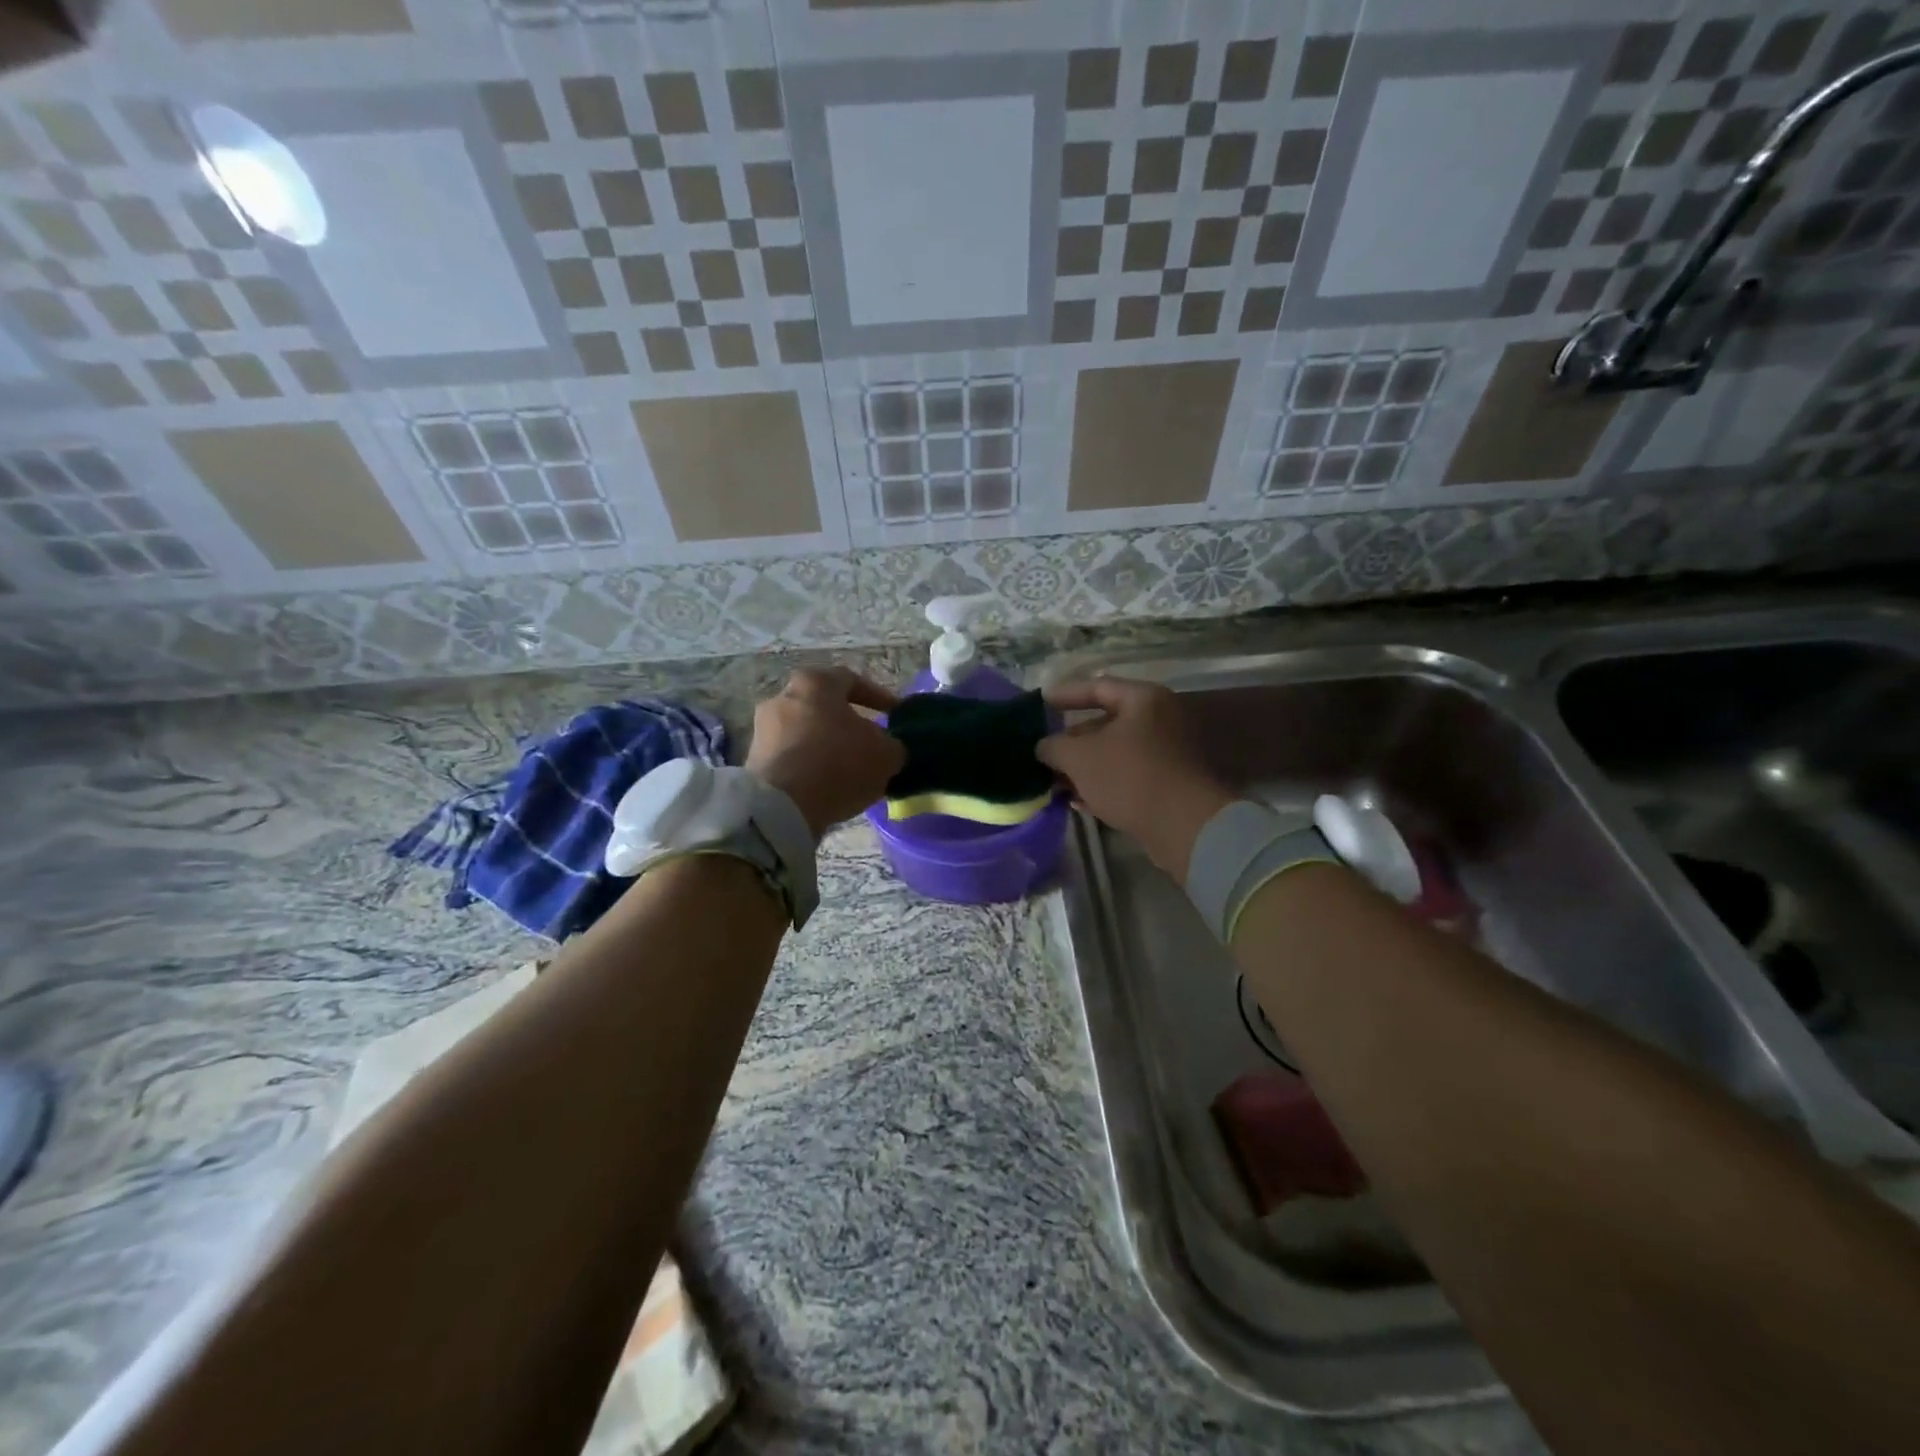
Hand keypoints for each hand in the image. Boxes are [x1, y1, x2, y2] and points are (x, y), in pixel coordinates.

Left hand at [745, 667, 905, 839]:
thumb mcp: (885, 755)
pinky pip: (790, 756)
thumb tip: (886, 747)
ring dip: (826, 746)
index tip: (894, 714)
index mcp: (815, 683)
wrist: (782, 807)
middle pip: (823, 706)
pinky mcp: (753, 760)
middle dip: (848, 722)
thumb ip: (891, 744)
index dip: (878, 696)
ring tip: (848, 769)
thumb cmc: (838, 764)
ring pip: (805, 731)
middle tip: (869, 742)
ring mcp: (763, 729)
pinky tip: (825, 785)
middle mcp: (783, 697)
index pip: (851, 680)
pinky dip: (808, 765)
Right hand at [1037, 677, 1231, 881]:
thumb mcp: (1079, 757)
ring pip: (1115, 753)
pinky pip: (1127, 776)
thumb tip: (1043, 747)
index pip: (1097, 686)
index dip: (1065, 694)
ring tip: (1054, 781)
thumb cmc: (1130, 776)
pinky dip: (1102, 784)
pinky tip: (1078, 801)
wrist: (1184, 826)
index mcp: (1143, 700)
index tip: (1039, 703)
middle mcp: (1160, 719)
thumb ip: (1054, 746)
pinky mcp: (1168, 784)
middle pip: (1106, 722)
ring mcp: (1167, 753)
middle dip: (1072, 740)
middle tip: (1043, 751)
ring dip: (1084, 766)